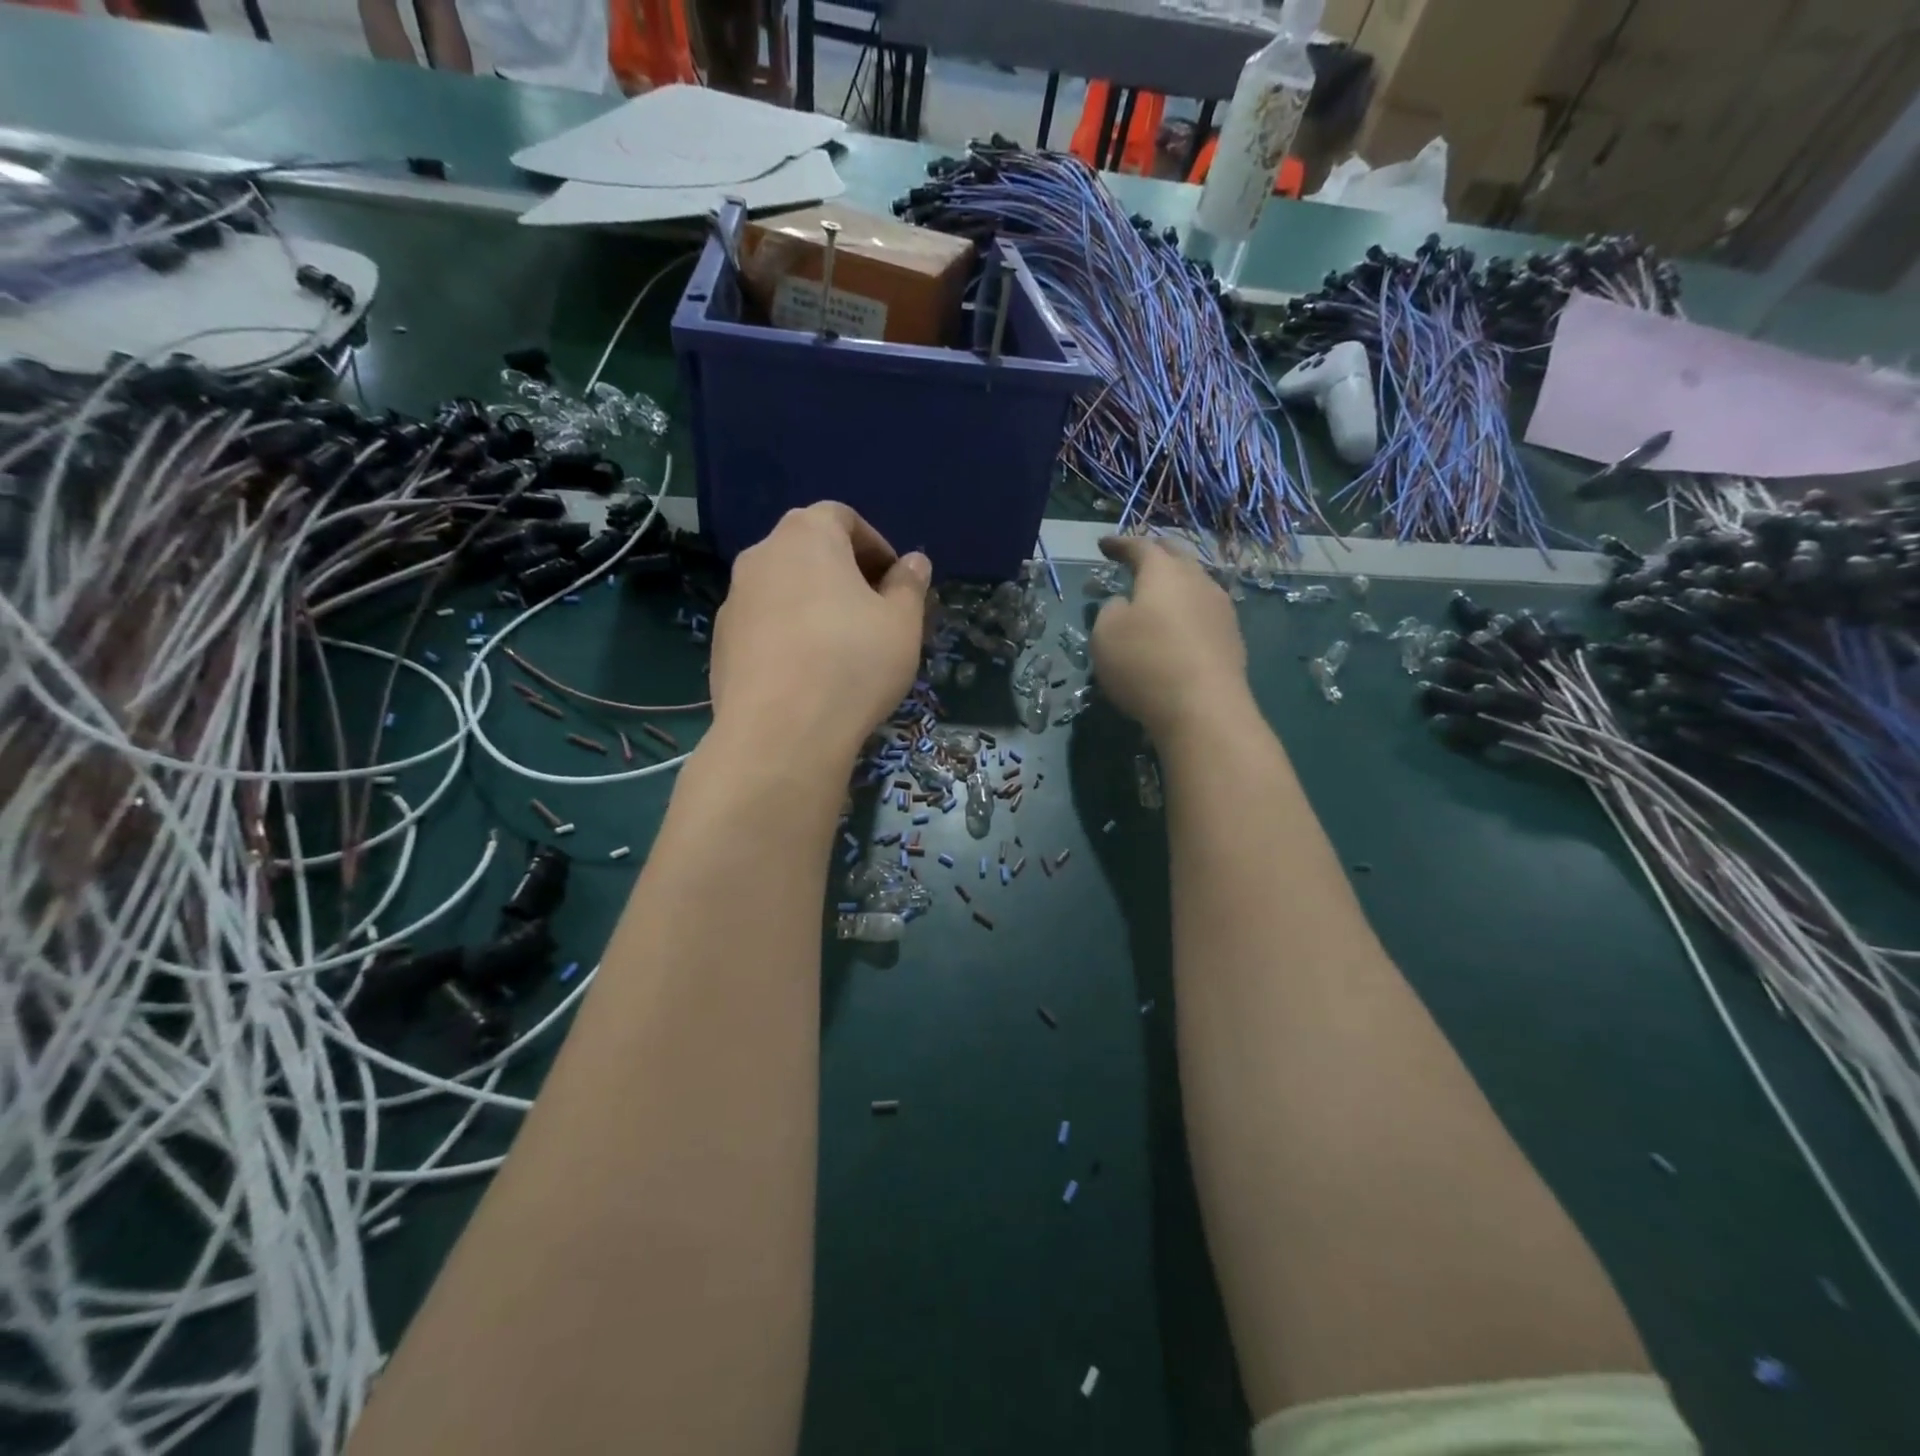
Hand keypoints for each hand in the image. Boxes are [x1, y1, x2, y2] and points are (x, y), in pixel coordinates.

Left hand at [709, 503, 929, 759]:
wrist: (780, 733)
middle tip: (874, 614)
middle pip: (808, 551)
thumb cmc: (853, 663)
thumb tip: (913, 562)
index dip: (875, 545)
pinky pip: (764, 625)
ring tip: (842, 649)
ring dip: (814, 605)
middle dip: (844, 575)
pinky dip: (788, 636)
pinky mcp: (720, 643)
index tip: (895, 583)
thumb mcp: (902, 624)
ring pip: (783, 589)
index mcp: (806, 536)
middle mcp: (761, 556)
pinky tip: (809, 675)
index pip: (842, 517)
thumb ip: (909, 585)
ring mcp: (733, 600)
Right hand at [1091, 536, 1249, 740]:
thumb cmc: (1145, 664)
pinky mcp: (1232, 639)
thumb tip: (1126, 605)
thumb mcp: (1105, 635)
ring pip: (1195, 584)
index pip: (1140, 546)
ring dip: (1174, 584)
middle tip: (1136, 559)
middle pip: (1176, 557)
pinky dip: (1187, 612)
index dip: (1120, 544)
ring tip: (1158, 595)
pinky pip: (1204, 612)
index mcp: (1164, 572)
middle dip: (1154, 554)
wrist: (1205, 710)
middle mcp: (1198, 581)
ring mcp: (1221, 610)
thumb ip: (1111, 610)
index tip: (1104, 545)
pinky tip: (1179, 627)